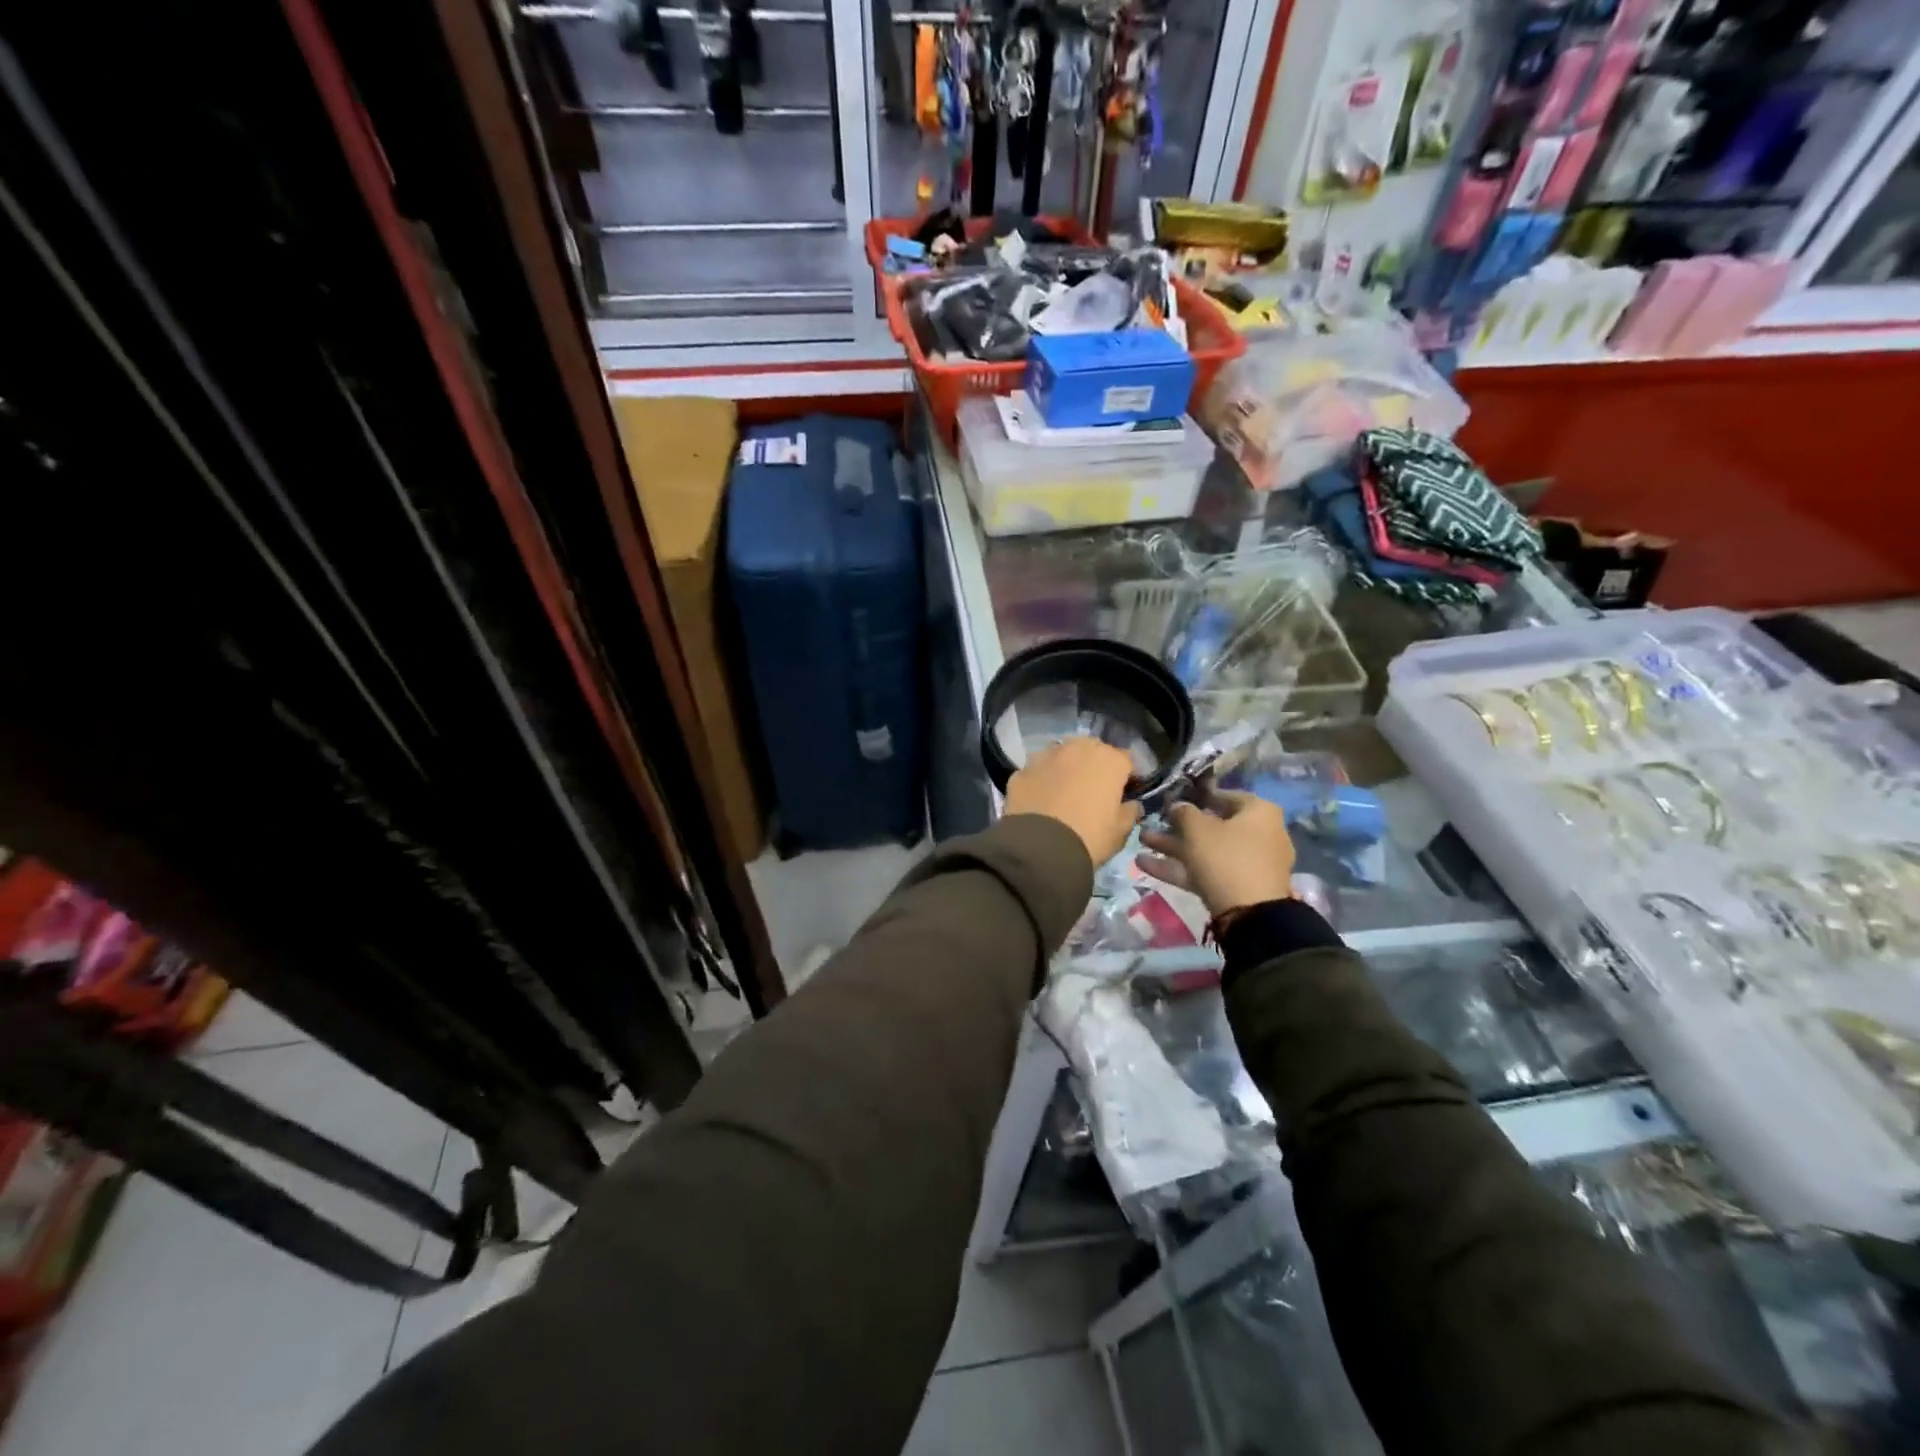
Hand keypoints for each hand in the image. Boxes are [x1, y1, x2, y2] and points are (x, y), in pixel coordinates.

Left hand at [1004, 737, 1141, 866]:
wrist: (1039, 849)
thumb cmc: (1090, 837)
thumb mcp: (1120, 832)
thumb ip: (1130, 812)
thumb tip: (1131, 804)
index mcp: (1109, 760)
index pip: (1127, 760)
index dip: (1127, 777)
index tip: (1125, 794)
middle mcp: (1077, 748)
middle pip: (1092, 750)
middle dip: (1095, 765)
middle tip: (1093, 790)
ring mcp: (1046, 756)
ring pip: (1061, 755)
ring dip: (1066, 767)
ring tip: (1064, 791)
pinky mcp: (1021, 770)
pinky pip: (1037, 771)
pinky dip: (1041, 780)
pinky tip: (1040, 799)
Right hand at [1137, 790, 1294, 916]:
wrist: (1250, 914)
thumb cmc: (1226, 857)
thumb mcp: (1198, 829)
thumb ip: (1183, 812)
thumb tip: (1177, 805)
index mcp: (1259, 812)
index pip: (1226, 796)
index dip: (1197, 796)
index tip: (1173, 799)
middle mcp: (1260, 834)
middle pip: (1213, 826)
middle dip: (1177, 826)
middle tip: (1152, 822)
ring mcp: (1250, 863)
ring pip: (1207, 850)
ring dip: (1173, 847)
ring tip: (1141, 840)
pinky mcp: (1238, 887)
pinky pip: (1207, 870)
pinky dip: (1180, 867)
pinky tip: (1144, 864)